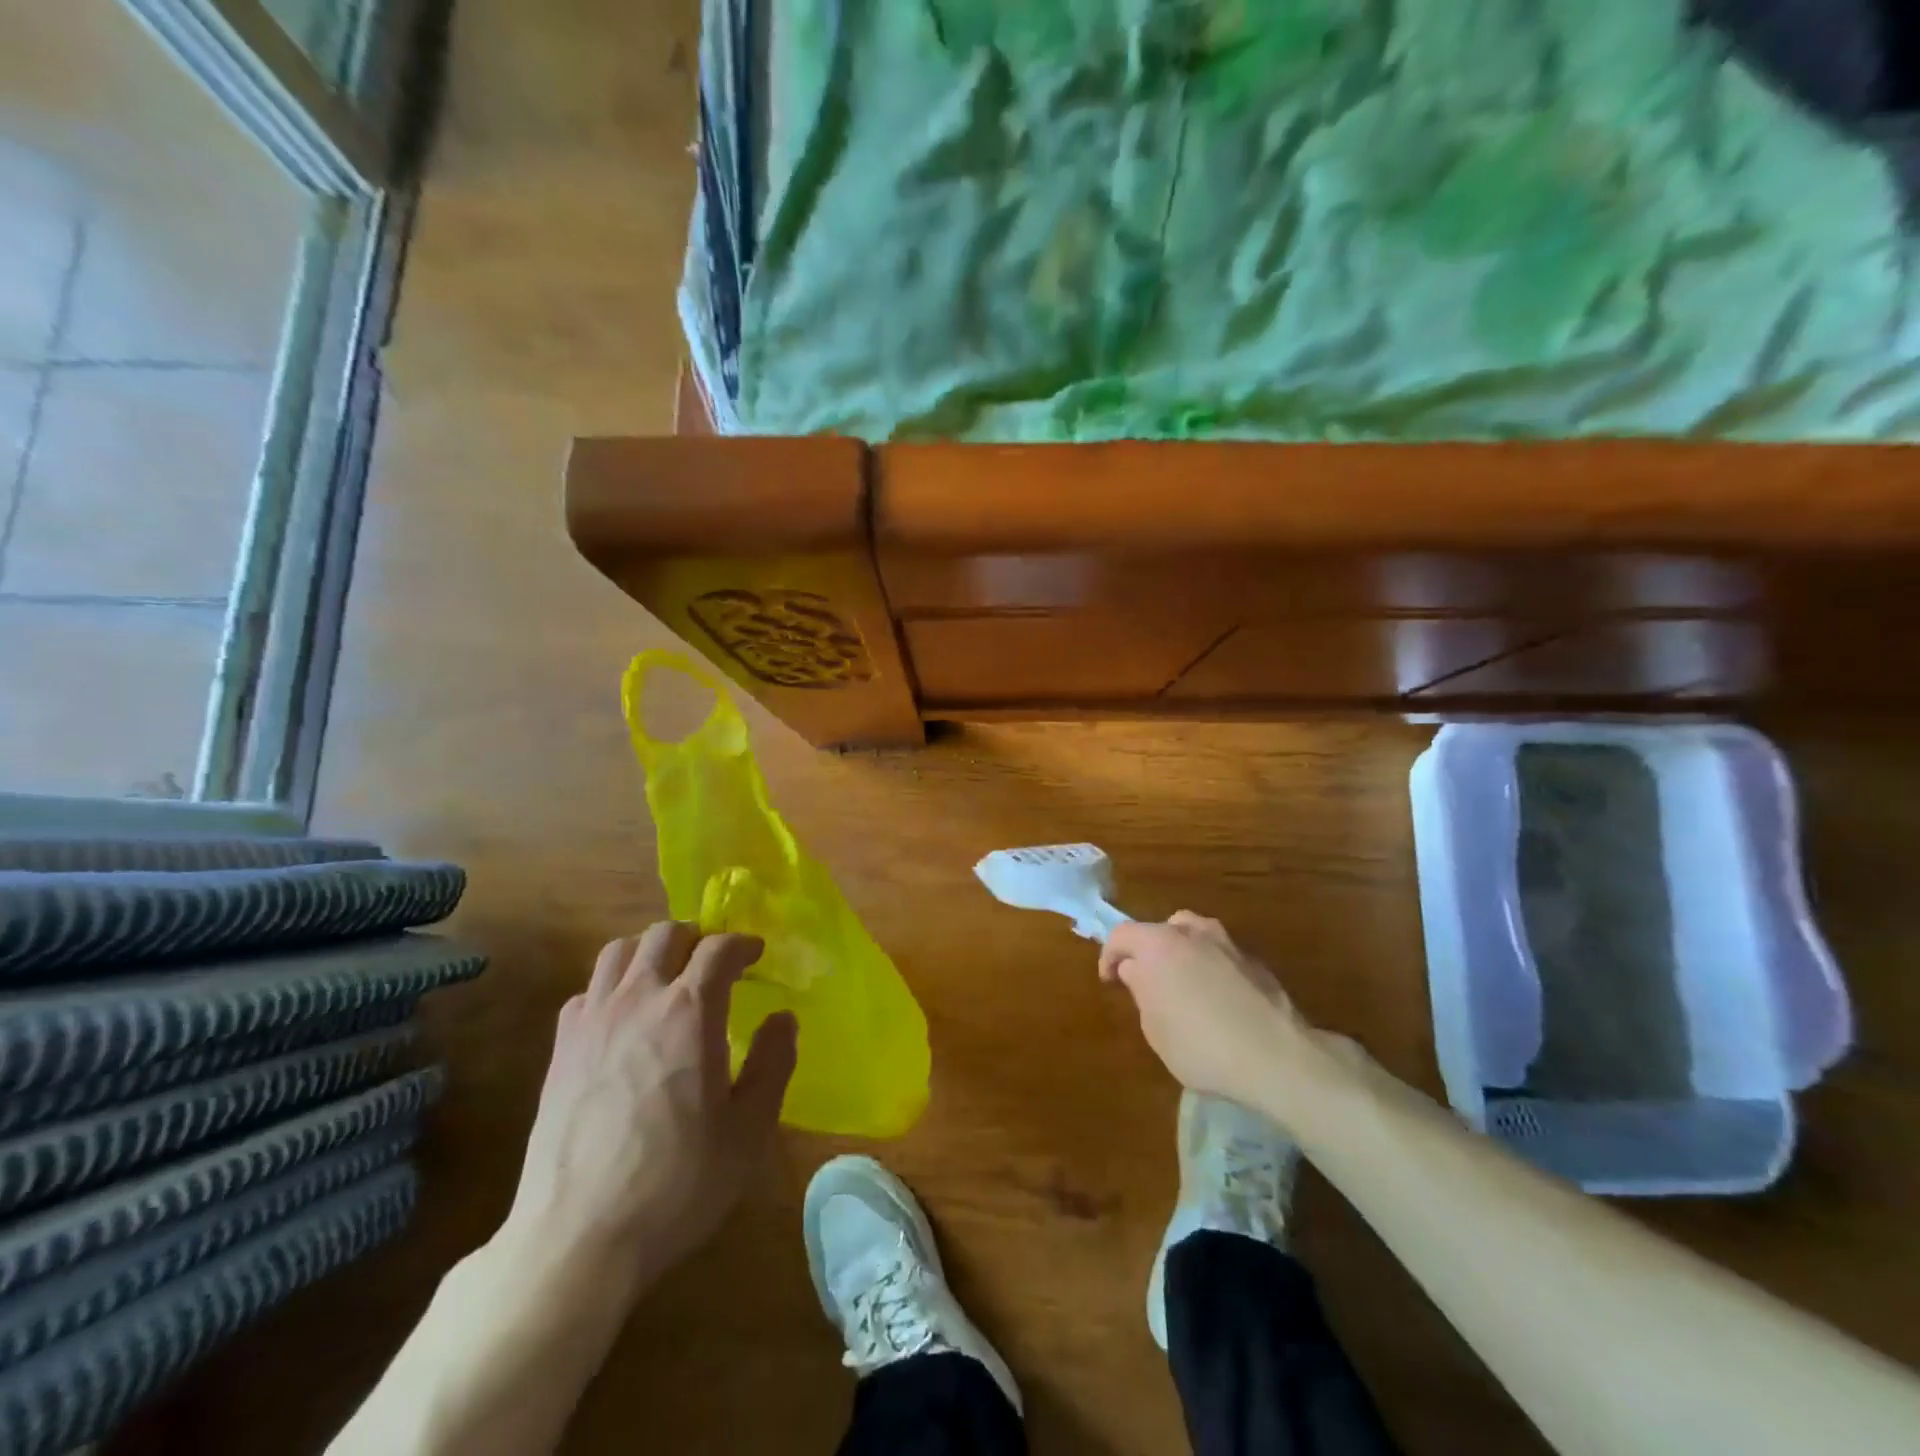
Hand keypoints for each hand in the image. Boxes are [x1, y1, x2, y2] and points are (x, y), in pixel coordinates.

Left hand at [503, 923, 797, 1294]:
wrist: (579, 1237)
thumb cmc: (678, 1182)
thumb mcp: (749, 1130)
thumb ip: (773, 1064)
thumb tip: (783, 1019)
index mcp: (691, 1011)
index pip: (718, 948)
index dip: (742, 944)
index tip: (755, 955)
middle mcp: (639, 999)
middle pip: (665, 934)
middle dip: (696, 937)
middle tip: (713, 963)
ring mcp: (592, 1021)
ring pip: (619, 951)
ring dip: (649, 951)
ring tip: (666, 976)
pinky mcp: (560, 1049)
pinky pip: (586, 991)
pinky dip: (610, 987)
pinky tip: (622, 1018)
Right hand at [1099, 912, 1329, 1117]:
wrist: (1276, 1057)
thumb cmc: (1200, 1045)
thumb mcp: (1154, 1027)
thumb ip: (1141, 990)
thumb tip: (1135, 968)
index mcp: (1159, 943)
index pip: (1122, 934)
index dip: (1109, 955)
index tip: (1110, 980)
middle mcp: (1193, 932)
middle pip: (1160, 929)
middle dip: (1148, 951)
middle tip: (1147, 981)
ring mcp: (1228, 943)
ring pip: (1194, 935)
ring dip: (1181, 953)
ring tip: (1182, 986)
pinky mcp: (1255, 962)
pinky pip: (1219, 955)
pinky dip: (1210, 968)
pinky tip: (1216, 1001)